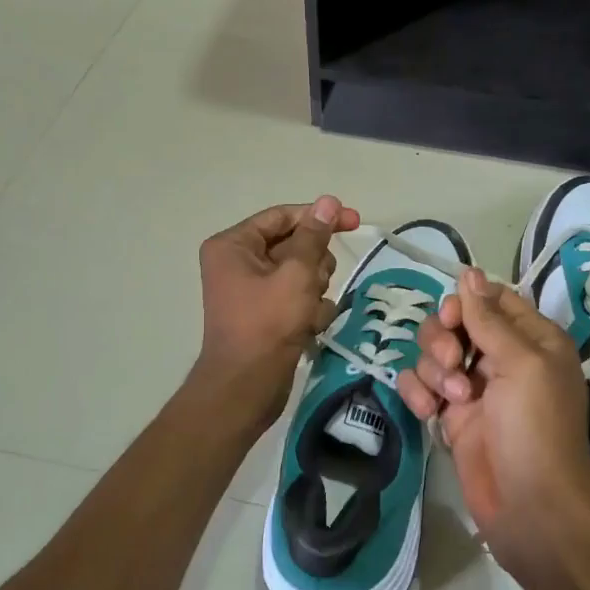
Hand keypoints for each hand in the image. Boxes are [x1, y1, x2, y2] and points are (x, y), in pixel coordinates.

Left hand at [191, 196, 359, 428]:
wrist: (247, 387)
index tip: (355, 221)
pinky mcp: (268, 314)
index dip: (319, 217)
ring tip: (309, 312)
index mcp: (233, 245)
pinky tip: (309, 328)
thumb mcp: (296, 274)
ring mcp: (253, 290)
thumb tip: (328, 201)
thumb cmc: (267, 324)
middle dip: (314, 266)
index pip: (283, 217)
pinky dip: (310, 311)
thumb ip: (314, 236)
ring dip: (316, 291)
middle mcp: (239, 262)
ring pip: (303, 273)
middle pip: (295, 246)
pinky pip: (299, 298)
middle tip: (314, 285)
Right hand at [399, 267, 589, 577]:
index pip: (490, 299)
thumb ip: (489, 318)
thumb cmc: (536, 427)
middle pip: (454, 323)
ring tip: (451, 401)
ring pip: (433, 353)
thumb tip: (468, 272)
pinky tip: (428, 414)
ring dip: (433, 371)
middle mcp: (501, 357)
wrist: (530, 506)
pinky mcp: (450, 415)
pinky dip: (418, 393)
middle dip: (443, 339)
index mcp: (531, 338)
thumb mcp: (522, 363)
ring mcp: (473, 387)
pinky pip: (420, 386)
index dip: (465, 303)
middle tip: (453, 365)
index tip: (453, 319)